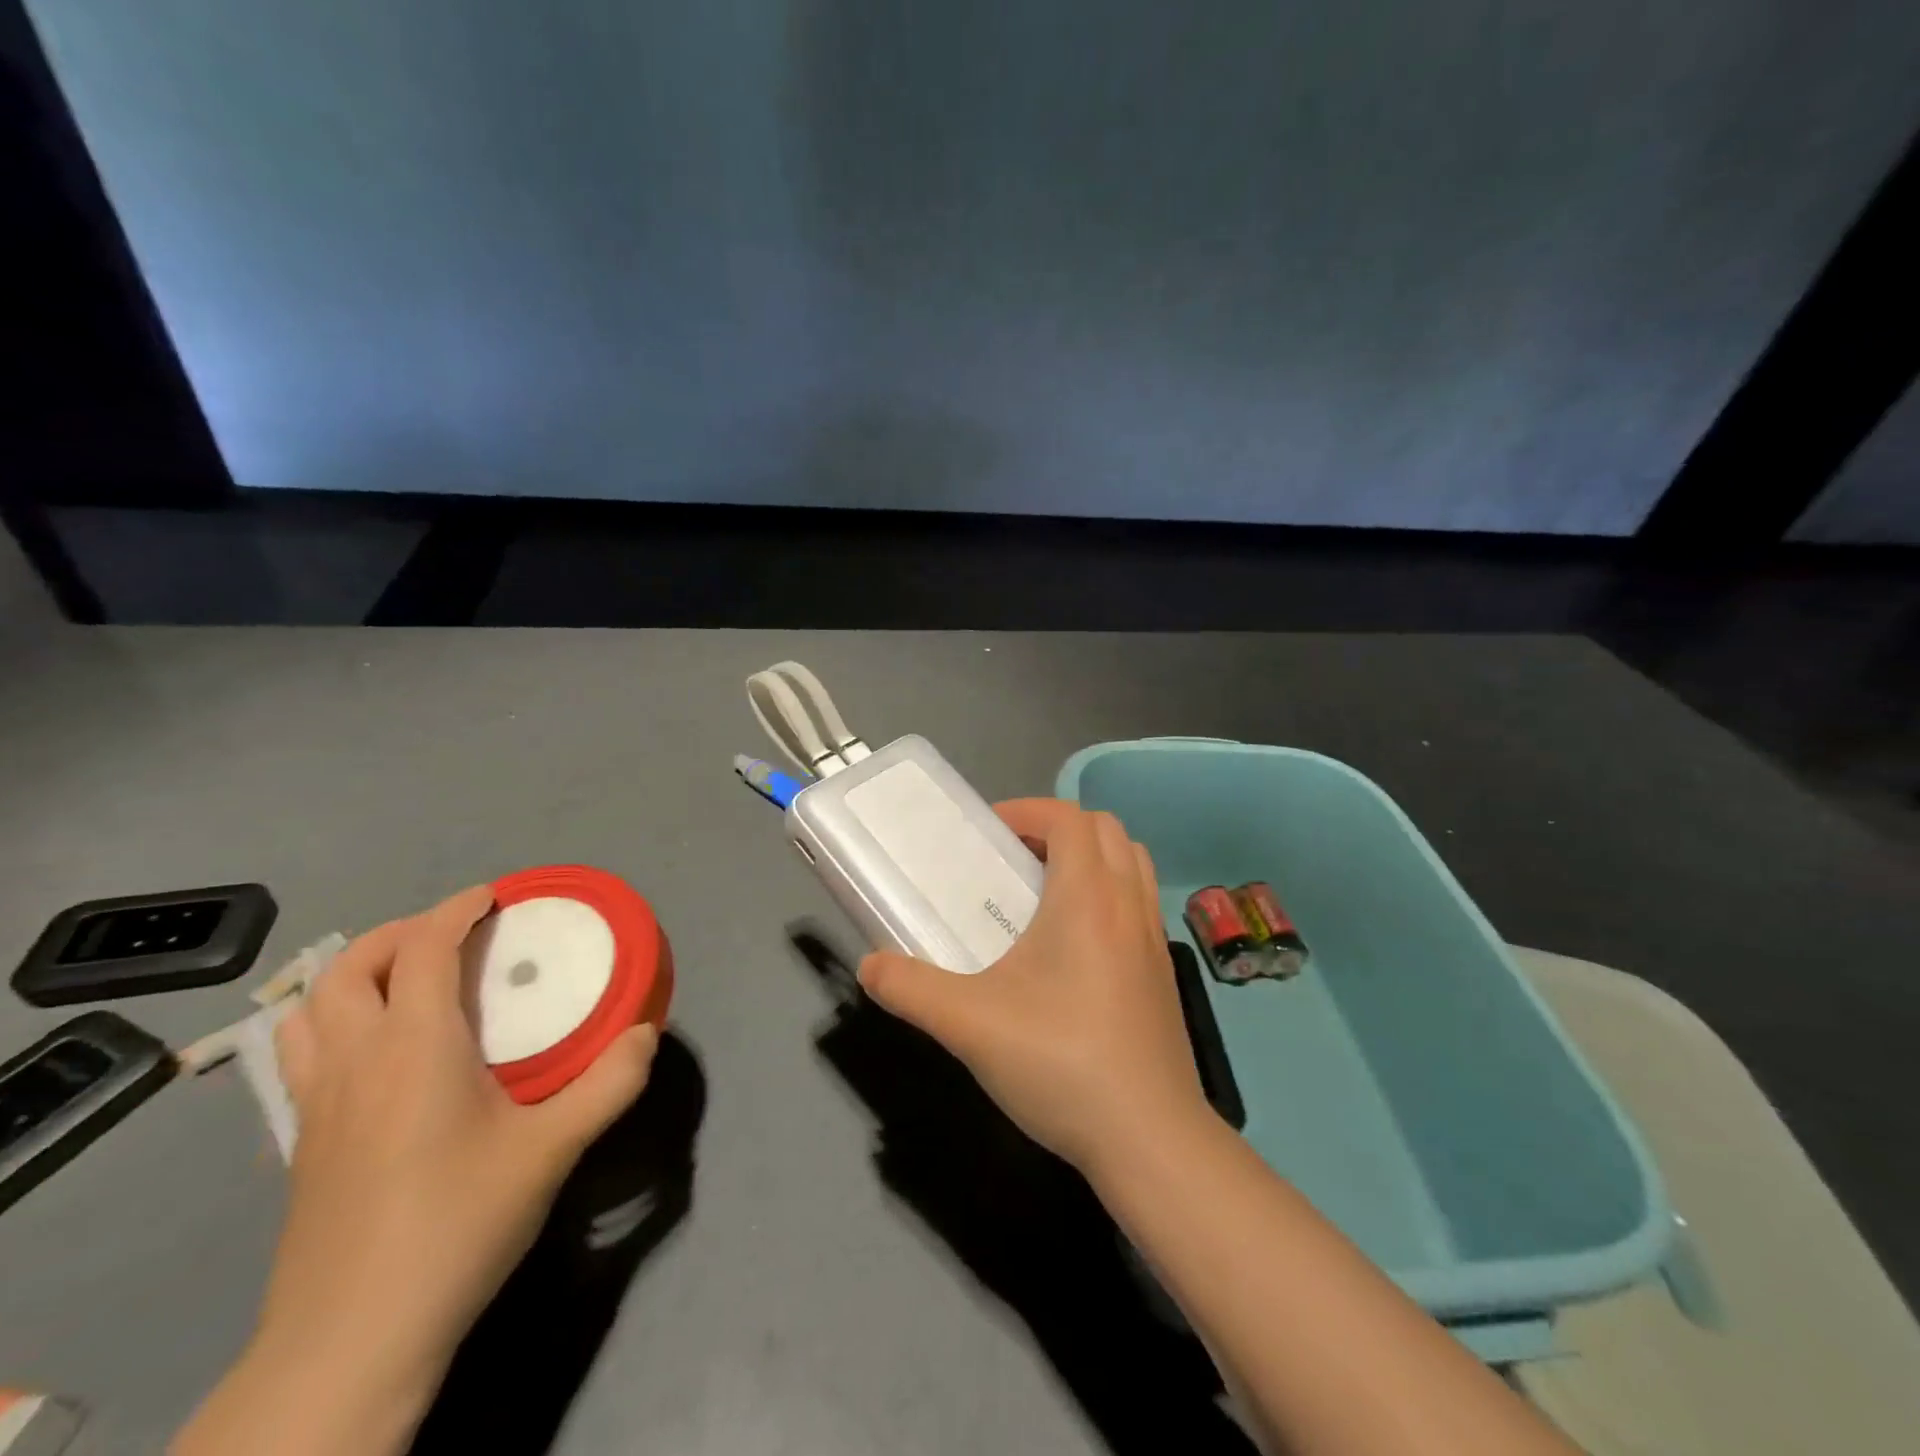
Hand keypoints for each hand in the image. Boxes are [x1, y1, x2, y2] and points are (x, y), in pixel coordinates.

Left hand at [183, 887, 657, 1453]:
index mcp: (413, 1047)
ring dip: (356, 975)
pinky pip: (302, 1054)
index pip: (421, 948)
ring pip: (308, 1010)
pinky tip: (380, 1054)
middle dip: (400, 933)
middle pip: (349, 967)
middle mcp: (354, 1061)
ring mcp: (315, 1105)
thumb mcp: (553, 1150)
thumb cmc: (457, 1223)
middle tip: (453, 935)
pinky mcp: (299, 1145)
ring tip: (408, 981)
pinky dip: (334, 1023)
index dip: (455, 910)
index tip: (493, 897)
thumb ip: (609, 1084)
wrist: (353, 1340)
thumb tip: (645, 1034)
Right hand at [858, 799, 1208, 1173]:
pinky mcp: (1164, 971)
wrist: (1150, 1139)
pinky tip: (1074, 946)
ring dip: (1090, 856)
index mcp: (1087, 897)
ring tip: (1045, 892)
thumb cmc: (1062, 1063)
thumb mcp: (970, 1024)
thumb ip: (911, 988)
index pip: (1068, 817)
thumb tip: (870, 966)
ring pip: (1131, 860)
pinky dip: (1110, 892)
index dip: (1027, 810)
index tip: (989, 832)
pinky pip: (1139, 900)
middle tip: (1014, 858)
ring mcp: (1154, 937)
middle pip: (1104, 829)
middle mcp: (1128, 903)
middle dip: (1057, 827)